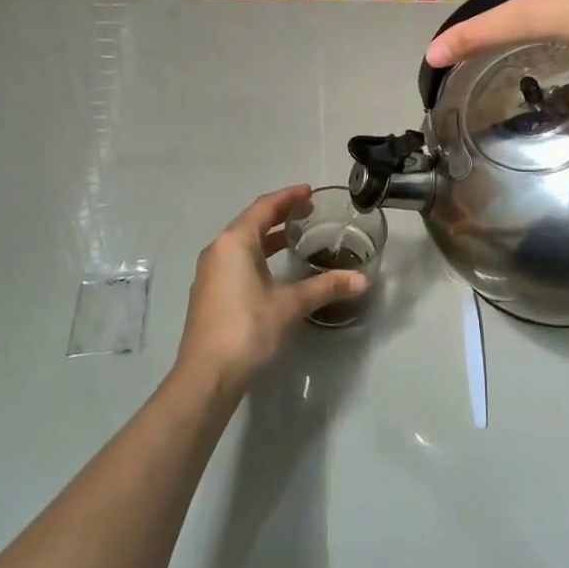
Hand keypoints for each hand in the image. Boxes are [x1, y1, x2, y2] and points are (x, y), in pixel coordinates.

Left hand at [173, 185, 365, 396]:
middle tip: (307, 212)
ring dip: (267, 236)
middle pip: (251, 221)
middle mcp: (218, 250)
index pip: (264, 207)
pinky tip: (273, 269)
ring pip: (242, 243)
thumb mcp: (291, 305)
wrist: (207, 375)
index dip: (288, 197)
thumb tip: (362, 280)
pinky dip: (257, 255)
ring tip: (294, 237)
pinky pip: (235, 260)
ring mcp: (209, 273)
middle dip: (279, 214)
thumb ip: (325, 287)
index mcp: (235, 242)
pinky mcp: (208, 293)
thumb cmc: (248, 328)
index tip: (309, 192)